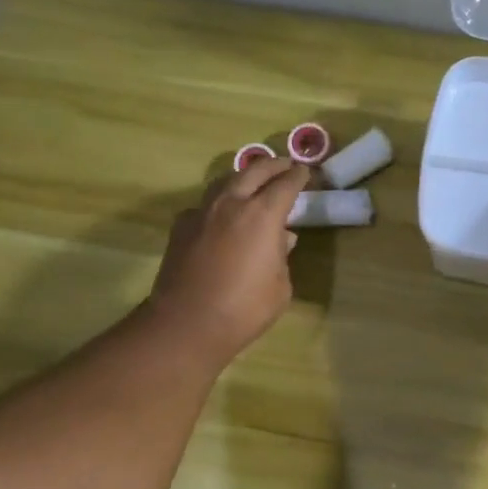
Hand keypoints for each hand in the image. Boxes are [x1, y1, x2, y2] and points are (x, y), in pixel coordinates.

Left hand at [146, 156, 309, 366]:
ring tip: (254, 181)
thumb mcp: (280, 286)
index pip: (285, 184)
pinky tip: (222, 215)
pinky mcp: (181, 227)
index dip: (298, 176)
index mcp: (262, 215)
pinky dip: (219, 203)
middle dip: (273, 165)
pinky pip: (205, 205)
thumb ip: (282, 256)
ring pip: (225, 181)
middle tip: (285, 165)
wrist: (188, 324)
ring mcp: (202, 212)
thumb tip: (282, 238)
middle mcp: (231, 204)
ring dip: (244, 177)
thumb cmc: (244, 309)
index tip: (306, 172)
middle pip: (254, 171)